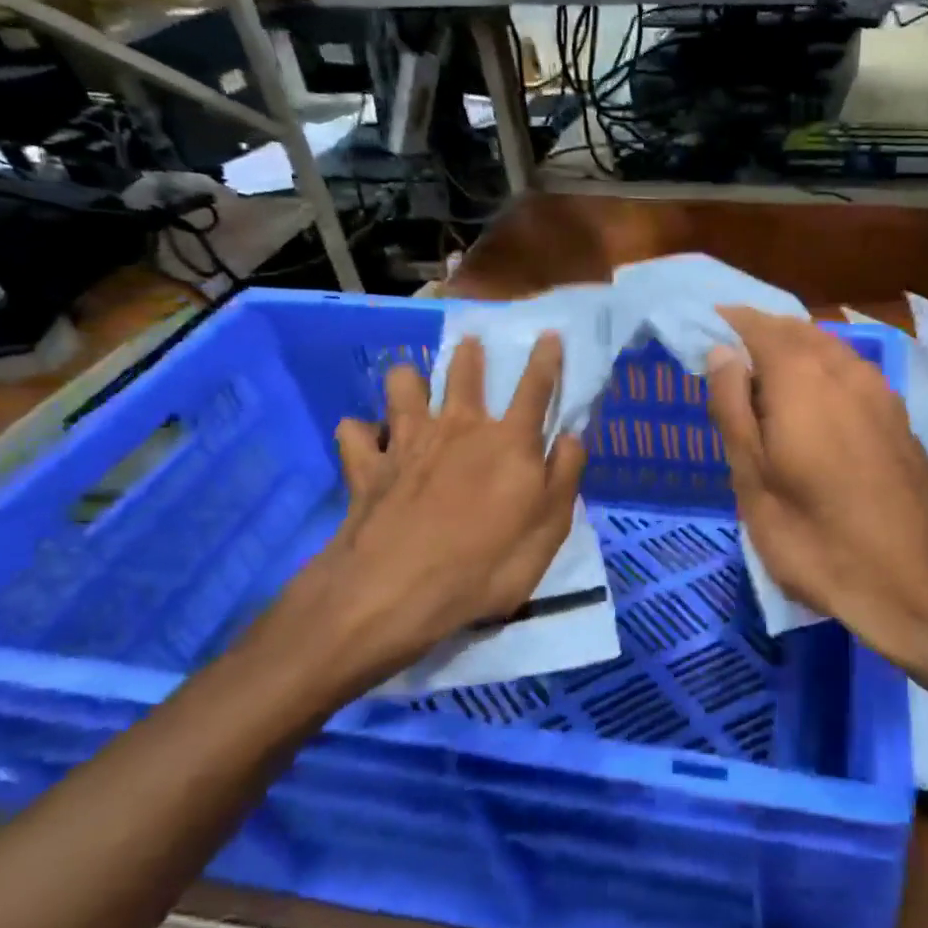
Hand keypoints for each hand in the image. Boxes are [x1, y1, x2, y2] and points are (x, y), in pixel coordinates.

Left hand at [258, 334, 586, 702]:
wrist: (395, 592)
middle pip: (463, 373)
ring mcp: (407, 442)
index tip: (549, 334)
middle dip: (469, 355)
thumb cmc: (486, 565)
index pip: (535, 388)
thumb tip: (572, 436)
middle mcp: (458, 427)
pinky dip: (361, 433)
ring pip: (402, 386)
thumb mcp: (549, 530)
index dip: (546, 359)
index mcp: (508, 441)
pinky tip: (367, 440)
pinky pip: (354, 433)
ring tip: (412, 386)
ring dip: (408, 380)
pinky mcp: (366, 466)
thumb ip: (564, 477)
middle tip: (471, 344)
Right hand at [706, 308, 927, 683]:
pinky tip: (813, 405)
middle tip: (728, 362)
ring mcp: (879, 389)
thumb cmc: (818, 538)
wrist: (919, 582)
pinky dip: (822, 371)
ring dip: (793, 351)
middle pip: (795, 330)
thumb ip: (733, 409)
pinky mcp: (898, 415)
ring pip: (828, 348)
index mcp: (801, 376)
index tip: (702, 332)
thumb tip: (721, 352)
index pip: (757, 325)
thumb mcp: (753, 482)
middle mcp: (844, 367)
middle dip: (760, 334)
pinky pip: (851, 371)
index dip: (727, 322)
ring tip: (764, 383)